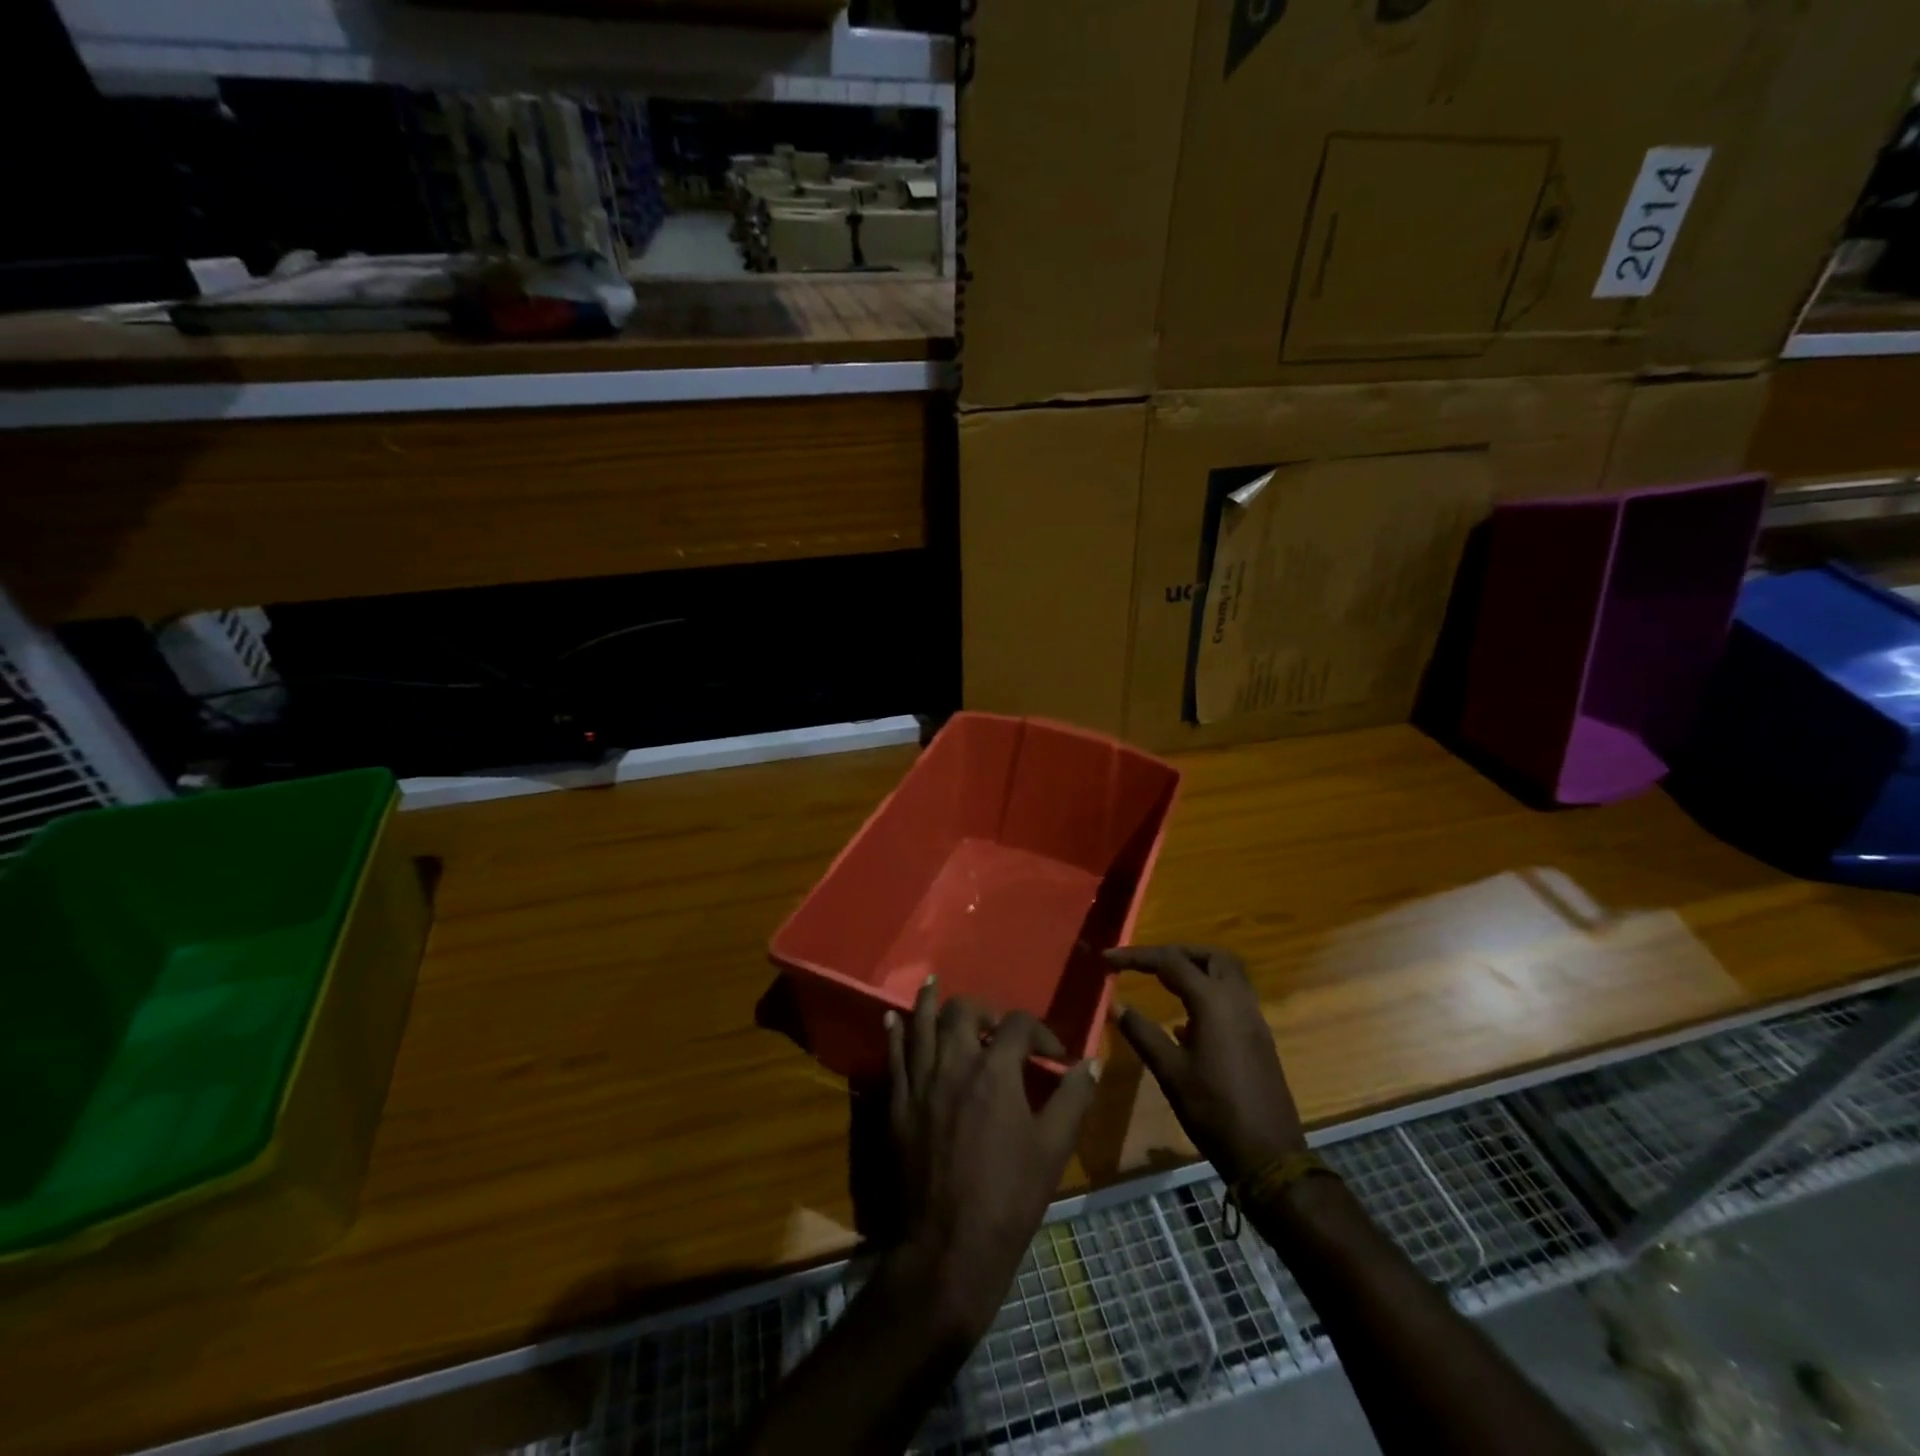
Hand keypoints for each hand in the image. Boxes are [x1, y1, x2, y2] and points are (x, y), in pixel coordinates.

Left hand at [882, 978, 1099, 1345]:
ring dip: (930, 1002)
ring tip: (933, 984)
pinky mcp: (898, 1103)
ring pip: (921, 1023)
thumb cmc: (1010, 1196)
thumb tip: (1090, 1063)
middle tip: (995, 1027)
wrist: (950, 1245)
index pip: (1017, 1026)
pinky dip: (894, 1033)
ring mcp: (921, 1081)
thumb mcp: (1053, 1148)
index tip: (1053, 1055)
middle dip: (983, 1010)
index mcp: (995, 1070)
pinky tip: (892, 1019)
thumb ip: (1073, 1098)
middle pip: (963, 1011)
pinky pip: (893, 1056)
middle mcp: (954, 1063)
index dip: (1039, 1032)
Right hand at [1105, 944, 1306, 1184]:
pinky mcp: (1258, 1038)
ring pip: (1227, 974)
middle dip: (1176, 952)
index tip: (1107, 959)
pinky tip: (1184, 1021)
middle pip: (1210, 956)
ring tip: (1162, 983)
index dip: (1136, 957)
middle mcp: (1238, 1001)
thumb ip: (1142, 1033)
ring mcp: (1253, 1019)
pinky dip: (1208, 993)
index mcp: (1214, 1003)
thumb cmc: (1214, 1111)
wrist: (1269, 1156)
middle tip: (1146, 964)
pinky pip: (1233, 998)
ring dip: (1196, 970)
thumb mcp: (1170, 1072)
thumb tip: (1116, 1005)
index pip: (1170, 962)